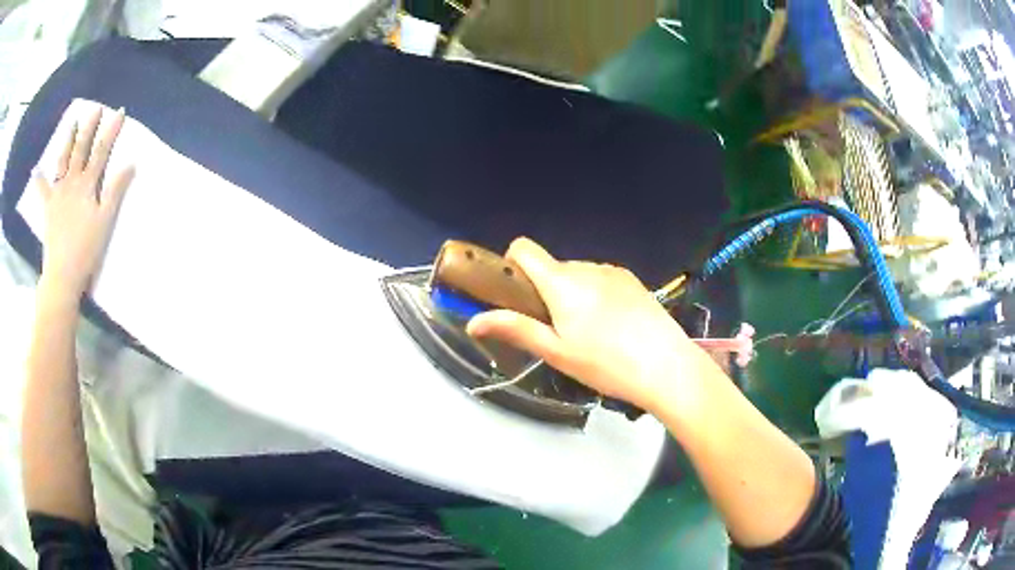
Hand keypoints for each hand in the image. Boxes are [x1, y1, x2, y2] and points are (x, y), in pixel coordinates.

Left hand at [35, 107, 133, 299]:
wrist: (62, 275)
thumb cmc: (86, 249)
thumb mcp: (105, 221)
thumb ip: (115, 191)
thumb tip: (130, 164)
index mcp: (87, 185)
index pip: (101, 151)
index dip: (111, 131)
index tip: (119, 112)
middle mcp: (71, 183)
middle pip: (81, 149)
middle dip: (89, 128)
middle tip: (95, 109)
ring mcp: (58, 194)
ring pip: (62, 161)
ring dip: (67, 141)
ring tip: (71, 123)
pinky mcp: (48, 209)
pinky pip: (42, 191)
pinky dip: (39, 180)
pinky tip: (36, 170)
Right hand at [467, 238, 711, 412]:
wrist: (667, 367)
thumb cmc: (606, 364)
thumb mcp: (556, 352)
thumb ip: (515, 330)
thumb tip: (473, 322)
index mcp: (562, 281)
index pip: (524, 248)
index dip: (511, 265)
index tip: (516, 297)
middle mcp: (586, 266)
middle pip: (550, 267)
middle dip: (544, 292)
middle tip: (556, 332)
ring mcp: (613, 271)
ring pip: (577, 275)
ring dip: (571, 295)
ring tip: (588, 334)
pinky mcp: (632, 280)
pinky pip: (600, 279)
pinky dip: (594, 295)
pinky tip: (611, 327)